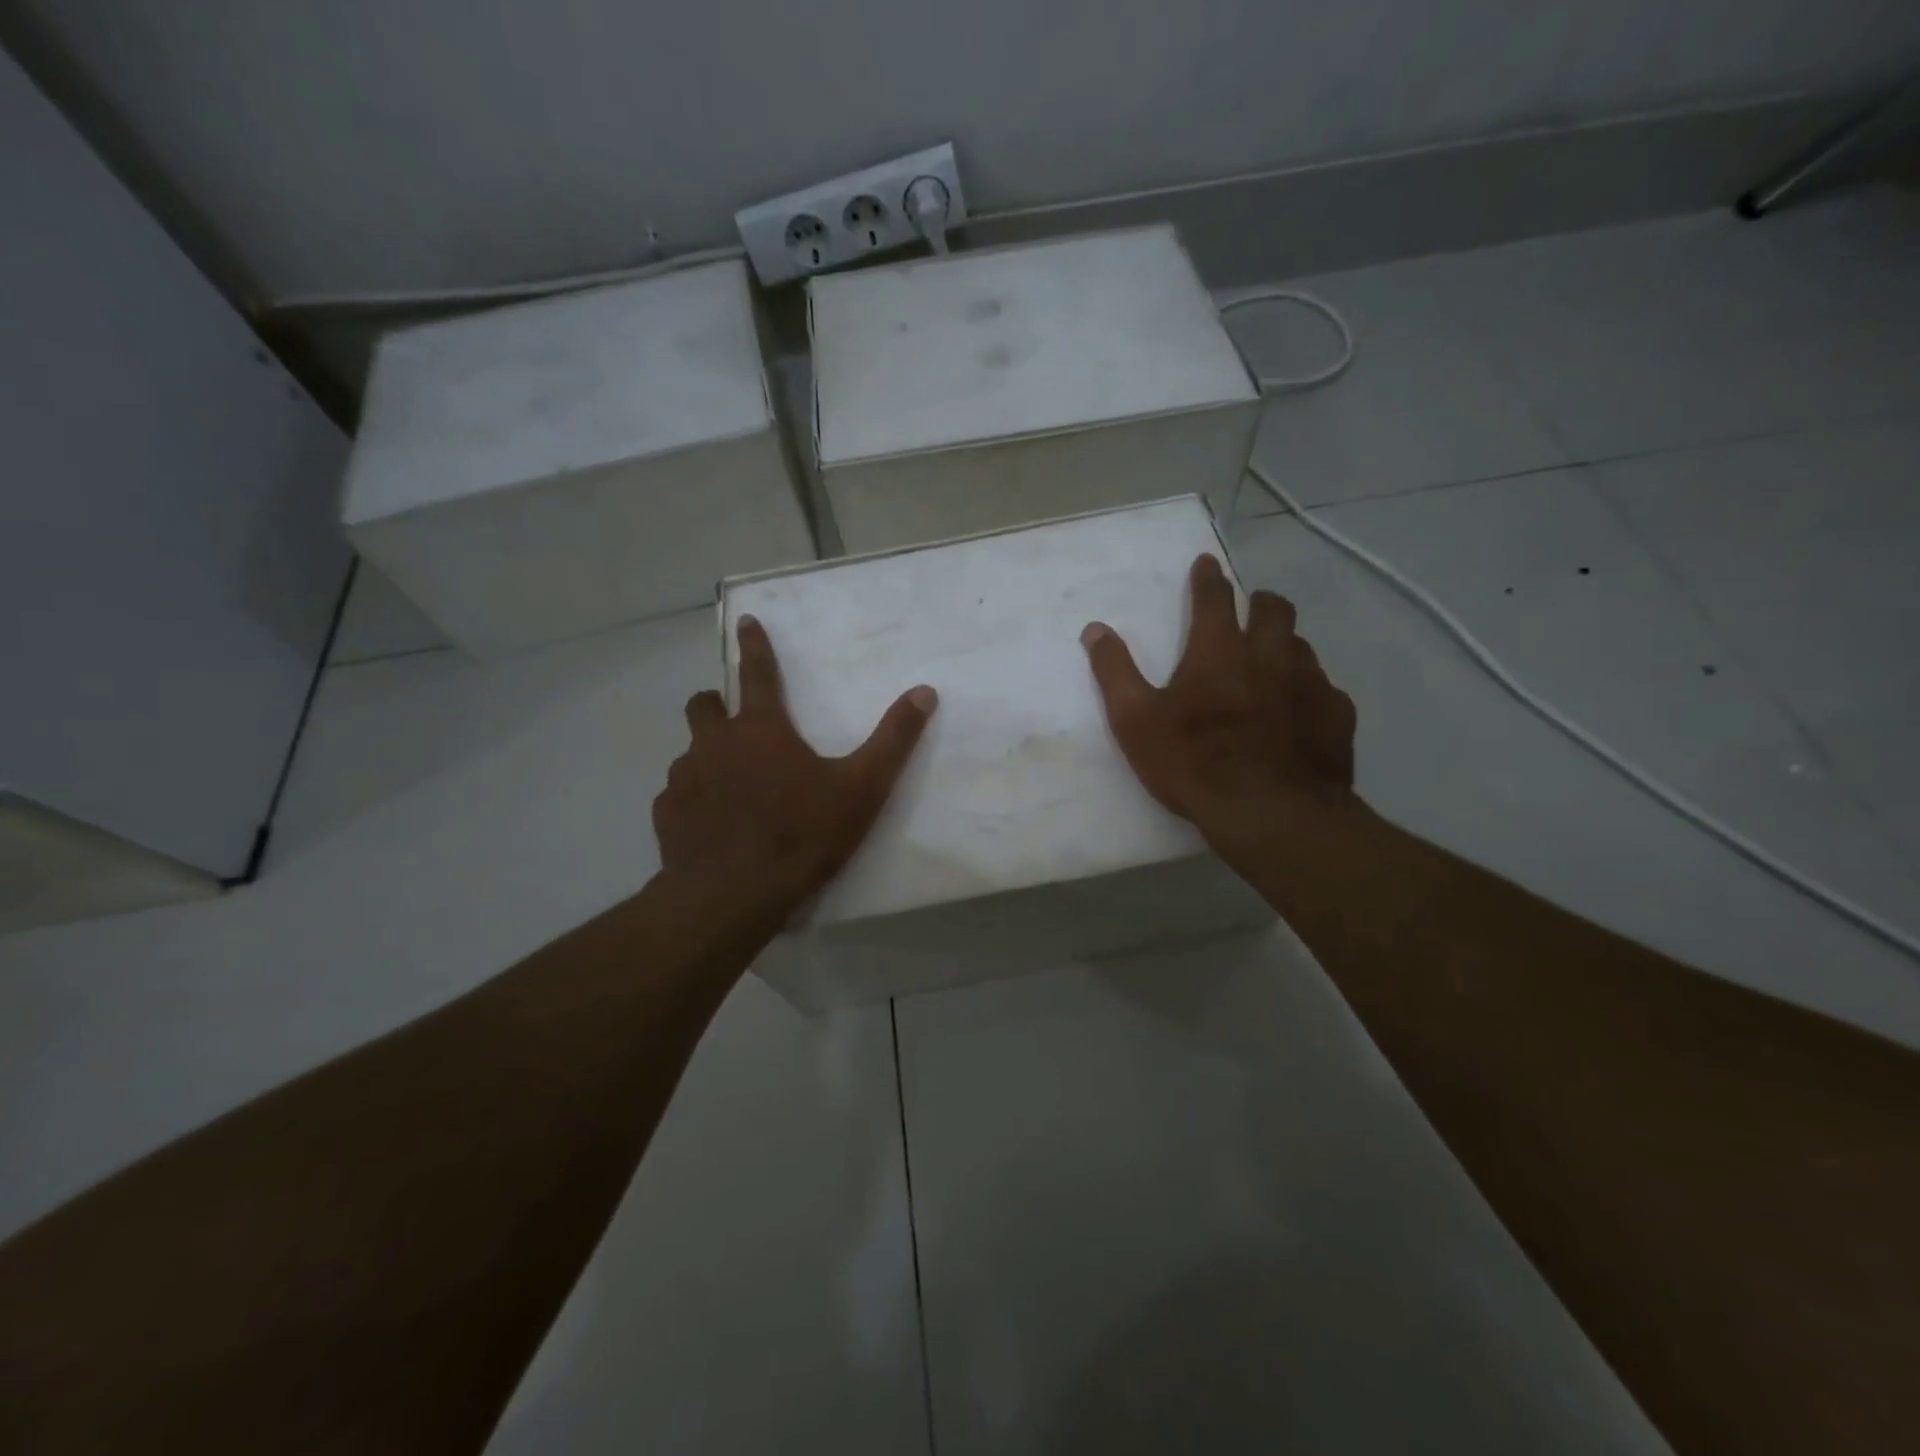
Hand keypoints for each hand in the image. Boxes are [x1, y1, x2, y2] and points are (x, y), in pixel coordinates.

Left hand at [654, 615, 936, 913]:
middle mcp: (714, 744)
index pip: (757, 673)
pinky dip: (693, 800)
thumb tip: (924, 692)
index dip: (754, 644)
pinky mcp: (667, 815)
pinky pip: (677, 796)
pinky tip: (711, 826)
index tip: (744, 620)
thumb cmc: (802, 834)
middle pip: (705, 705)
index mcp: (760, 730)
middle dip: (717, 704)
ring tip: (731, 787)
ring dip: (707, 757)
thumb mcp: (862, 787)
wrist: (734, 895)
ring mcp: (685, 779)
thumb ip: (894, 739)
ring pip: (690, 752)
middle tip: (735, 722)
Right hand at [1081, 553, 1358, 853]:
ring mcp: (1310, 684)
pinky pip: (1326, 690)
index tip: (1207, 563)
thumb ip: (1114, 671)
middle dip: (1260, 601)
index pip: (1214, 598)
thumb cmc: (1192, 762)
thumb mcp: (1135, 720)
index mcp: (1219, 651)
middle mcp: (1270, 656)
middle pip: (1274, 611)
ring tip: (1275, 660)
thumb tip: (1095, 629)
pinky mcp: (1336, 717)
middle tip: (1252, 606)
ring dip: (1286, 644)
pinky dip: (1310, 690)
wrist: (1268, 813)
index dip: (1208, 578)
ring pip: (1302, 647)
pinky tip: (1303, 710)